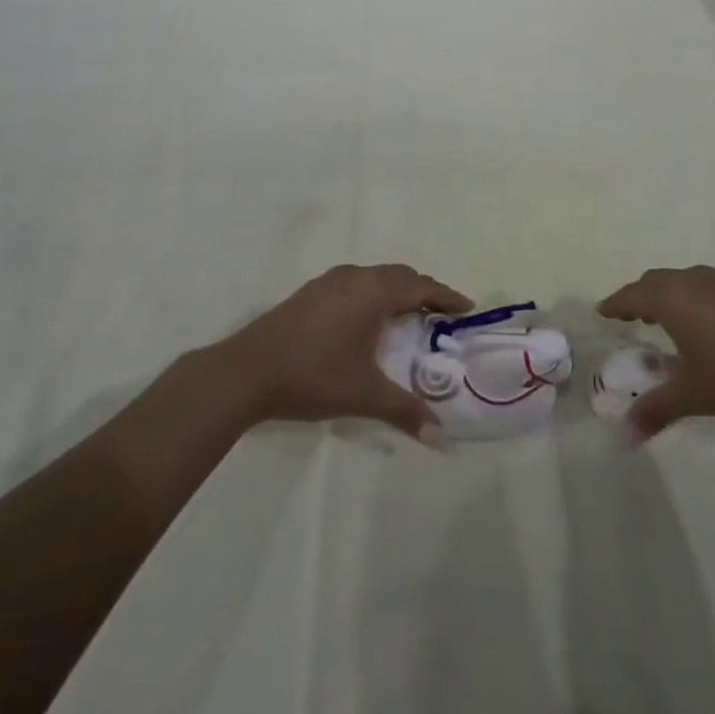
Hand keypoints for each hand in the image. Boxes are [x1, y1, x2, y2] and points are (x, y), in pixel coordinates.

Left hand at [214, 264, 473, 437]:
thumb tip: (442, 437)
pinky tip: (368, 322)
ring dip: (397, 292)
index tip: (468, 308)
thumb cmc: (313, 375)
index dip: (446, 296)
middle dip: (425, 292)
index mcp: (374, 291)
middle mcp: (355, 277)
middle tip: (443, 314)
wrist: (247, 370)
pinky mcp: (310, 293)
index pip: (421, 286)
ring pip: (376, 278)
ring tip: (410, 316)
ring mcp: (329, 282)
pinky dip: (374, 295)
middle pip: (400, 276)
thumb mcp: (364, 394)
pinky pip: (356, 285)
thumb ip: (405, 411)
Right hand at [596, 265, 714, 439]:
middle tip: (630, 314)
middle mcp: (692, 281)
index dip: (616, 304)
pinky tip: (705, 321)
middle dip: (640, 296)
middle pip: (656, 281)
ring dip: (668, 294)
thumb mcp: (693, 395)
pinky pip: (706, 286)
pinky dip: (693, 297)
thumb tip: (625, 435)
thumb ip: (657, 409)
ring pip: (683, 280)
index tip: (603, 310)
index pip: (632, 295)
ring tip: (665, 316)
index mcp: (672, 298)